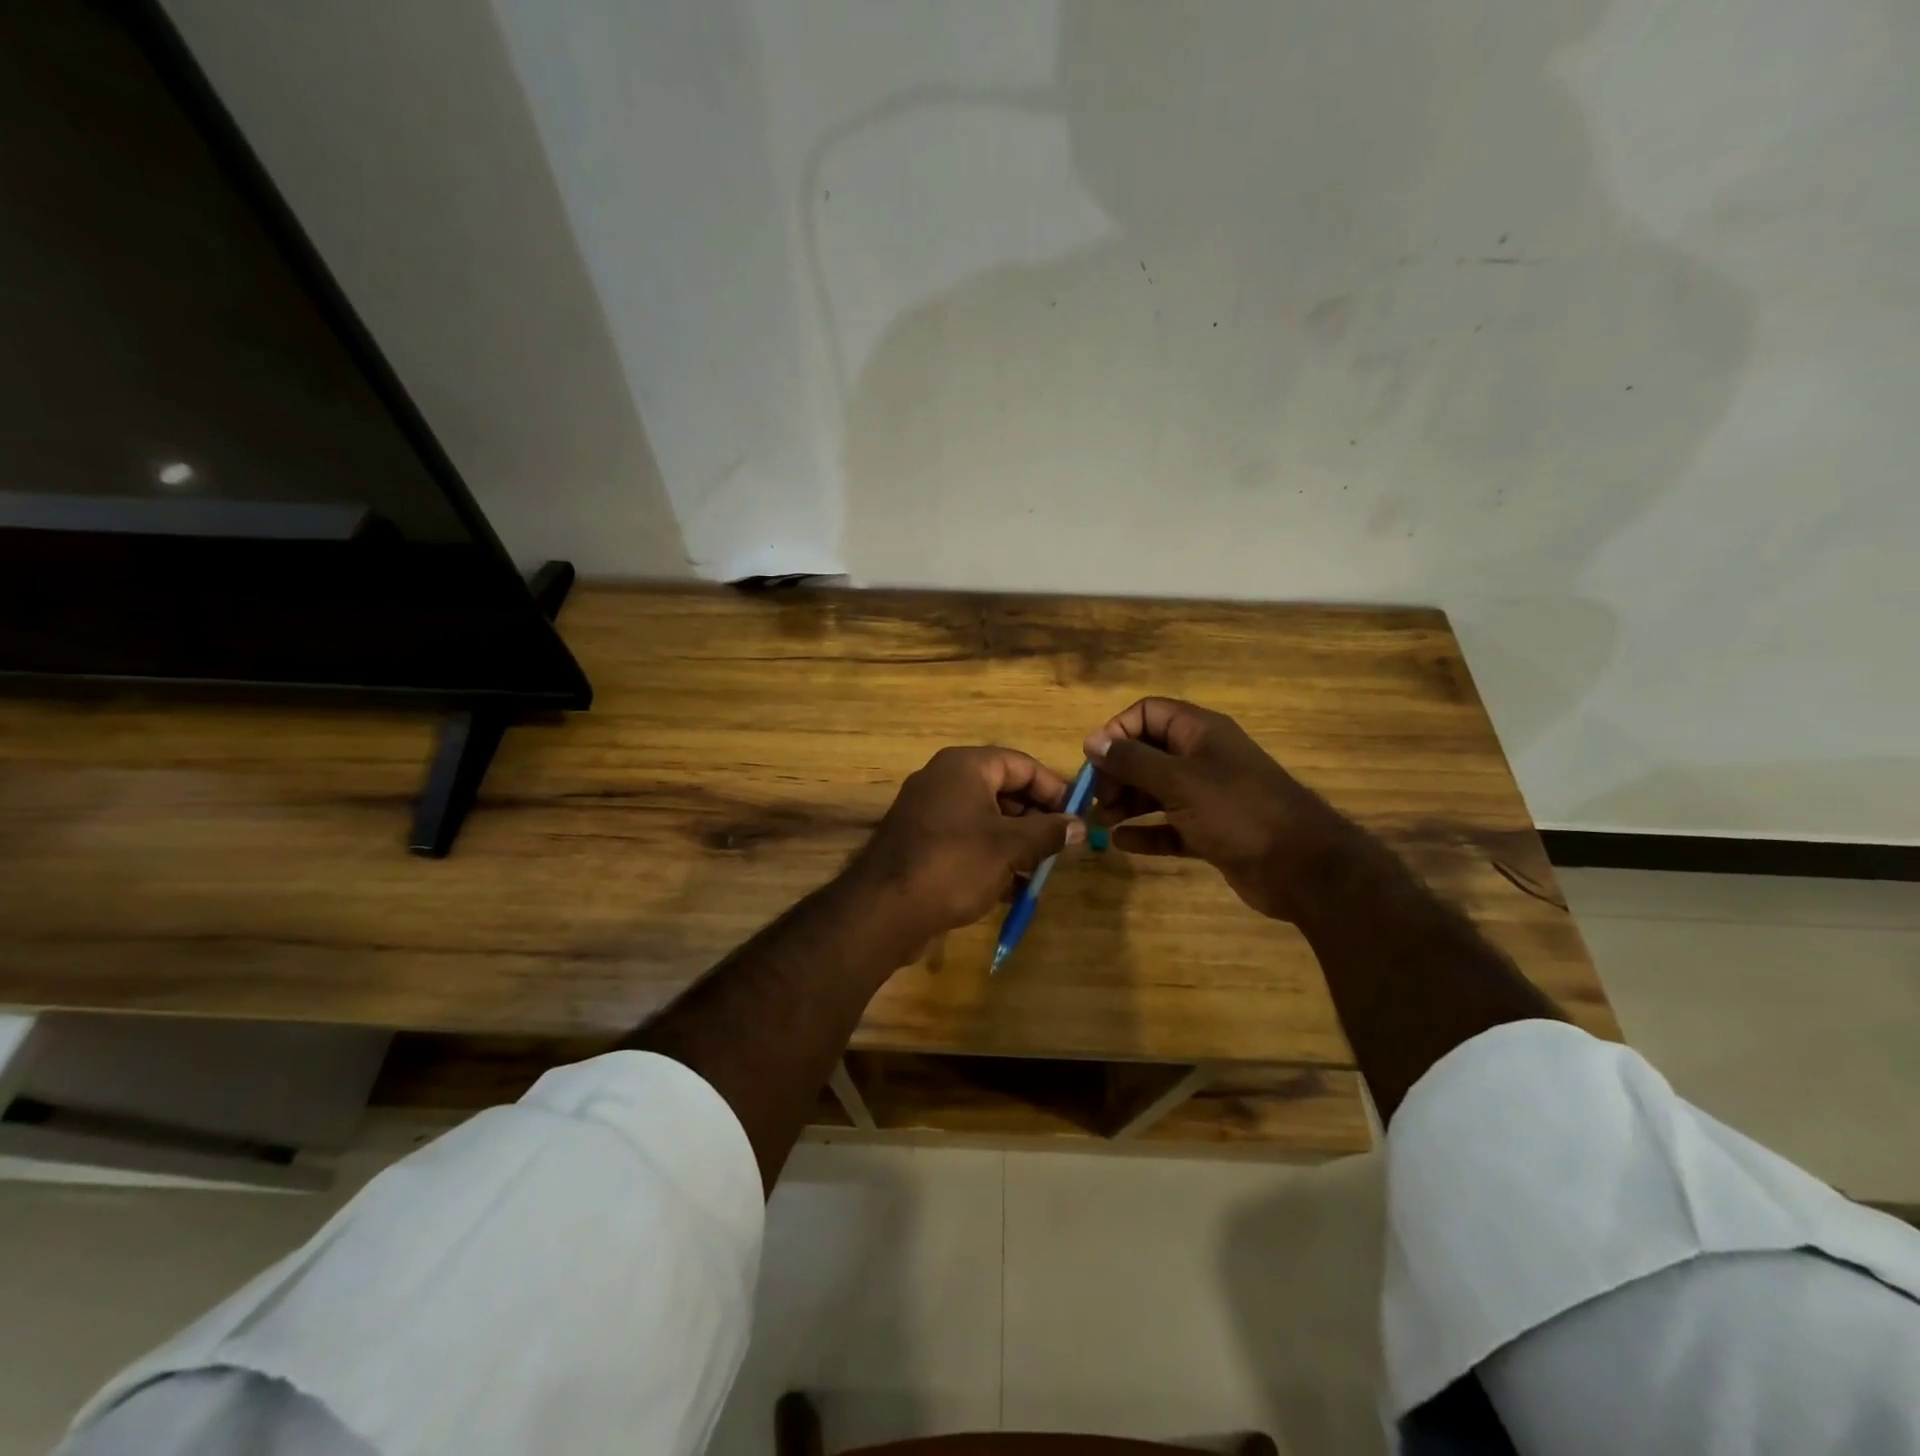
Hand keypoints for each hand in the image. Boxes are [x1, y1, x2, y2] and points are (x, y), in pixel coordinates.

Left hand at [847, 746, 1085, 954]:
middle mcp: (943, 779)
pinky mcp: (919, 841)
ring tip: (1036, 873)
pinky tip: (1007, 889)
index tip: (1076, 818)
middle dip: (1034, 820)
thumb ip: (1048, 832)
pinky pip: (964, 839)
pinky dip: (988, 856)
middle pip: (1003, 789)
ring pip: (984, 818)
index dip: (1053, 789)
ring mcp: (927, 810)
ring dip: (1014, 843)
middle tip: (1058, 849)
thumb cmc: (954, 865)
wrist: (884, 909)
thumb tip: (1079, 825)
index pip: (1022, 764)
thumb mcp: (1010, 847)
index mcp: (965, 766)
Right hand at [1085, 698, 1358, 921]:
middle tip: (1097, 800)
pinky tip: (1121, 843)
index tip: (1096, 761)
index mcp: (1200, 733)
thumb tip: (1093, 741)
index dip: (1118, 732)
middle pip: (1147, 753)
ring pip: (1156, 791)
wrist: (1301, 867)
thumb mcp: (1179, 781)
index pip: (1148, 713)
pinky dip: (1146, 831)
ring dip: (1126, 803)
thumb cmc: (1237, 812)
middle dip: (1117, 773)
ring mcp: (1208, 796)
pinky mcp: (1211, 831)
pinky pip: (1169, 826)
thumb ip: (1133, 761)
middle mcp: (1202, 758)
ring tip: (1100, 822)